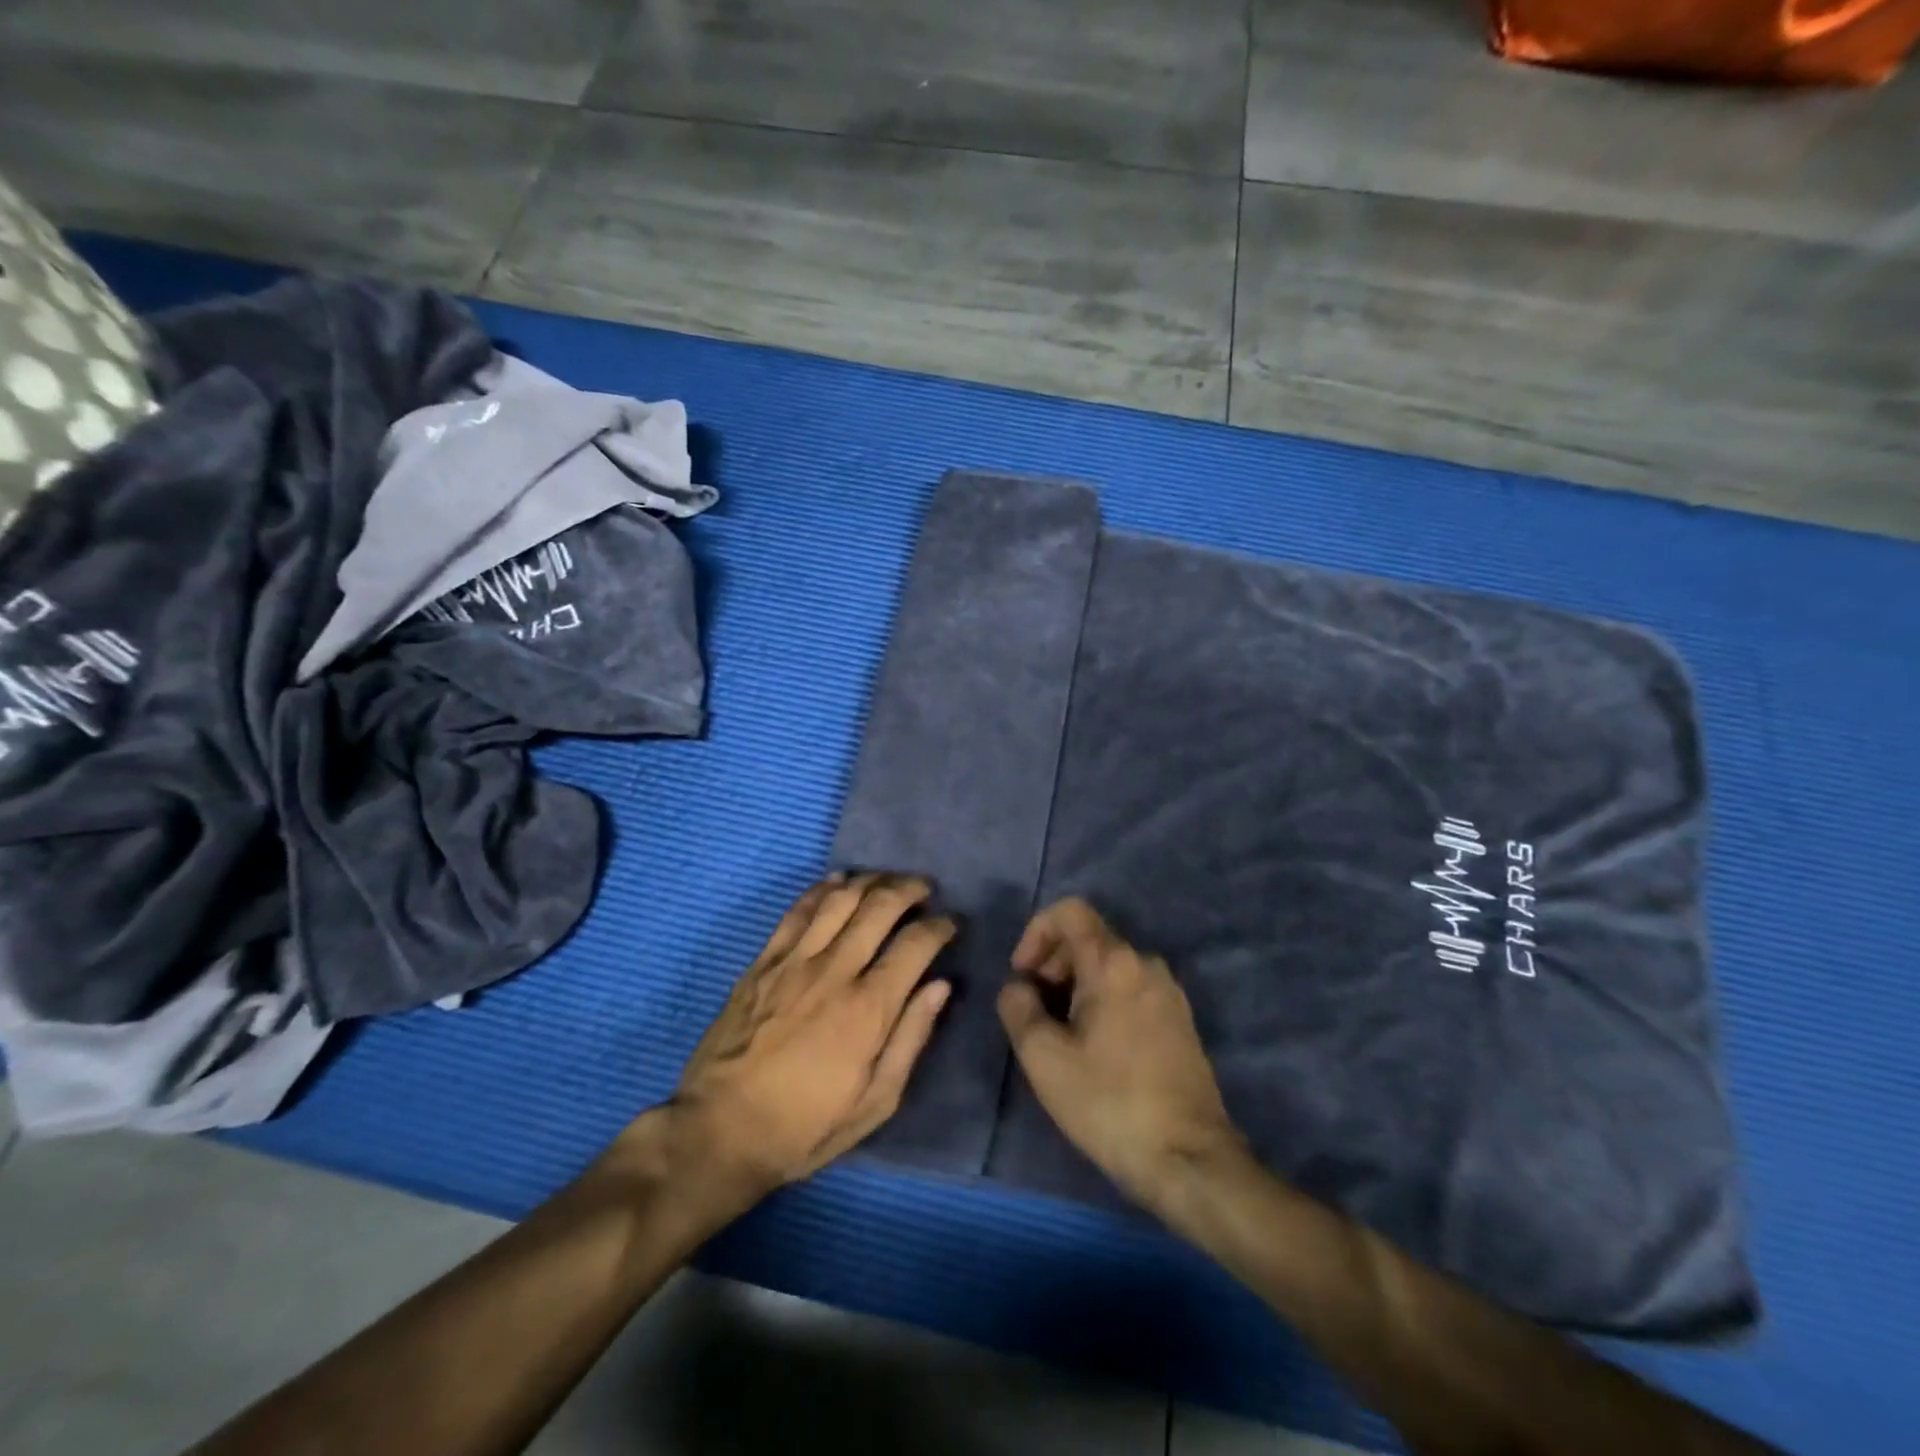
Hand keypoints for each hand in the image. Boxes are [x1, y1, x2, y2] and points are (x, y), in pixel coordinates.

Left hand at [670, 874, 954, 1198]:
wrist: (719, 1131)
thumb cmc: (805, 1126)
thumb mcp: (875, 1103)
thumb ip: (911, 1038)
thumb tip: (941, 986)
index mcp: (868, 1008)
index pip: (915, 944)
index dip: (941, 927)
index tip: (952, 924)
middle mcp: (834, 970)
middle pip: (879, 906)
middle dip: (909, 889)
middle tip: (925, 889)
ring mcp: (794, 961)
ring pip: (840, 899)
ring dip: (871, 880)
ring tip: (888, 880)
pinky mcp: (763, 961)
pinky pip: (797, 910)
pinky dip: (821, 889)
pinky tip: (837, 880)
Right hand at [997, 898, 1243, 1212]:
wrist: (1189, 1159)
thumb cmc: (1109, 1103)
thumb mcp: (1044, 1059)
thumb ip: (1018, 1008)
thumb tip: (1018, 988)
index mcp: (1113, 962)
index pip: (1069, 911)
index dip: (1036, 932)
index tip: (1023, 975)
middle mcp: (1146, 964)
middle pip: (1089, 938)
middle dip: (1052, 963)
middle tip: (1035, 1010)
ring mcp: (1169, 991)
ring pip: (1110, 965)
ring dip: (1075, 984)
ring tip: (1061, 1034)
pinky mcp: (1180, 1020)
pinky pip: (1131, 988)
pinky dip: (1103, 999)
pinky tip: (1095, 1048)